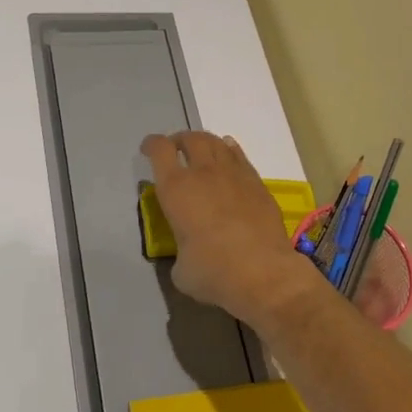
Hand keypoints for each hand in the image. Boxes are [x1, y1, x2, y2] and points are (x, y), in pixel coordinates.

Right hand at [140, 130, 327, 329]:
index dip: (151, 145)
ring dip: (204, 142)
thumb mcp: (181, 269)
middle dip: (179, 140)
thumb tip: (190, 256)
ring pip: (217, 143)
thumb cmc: (213, 272)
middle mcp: (204, 173)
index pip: (160, 150)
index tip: (148, 150)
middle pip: (190, 139)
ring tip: (201, 150)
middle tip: (175, 149)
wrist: (263, 273)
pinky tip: (229, 156)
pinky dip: (230, 151)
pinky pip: (240, 157)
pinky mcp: (257, 184)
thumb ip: (181, 253)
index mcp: (176, 189)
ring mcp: (234, 175)